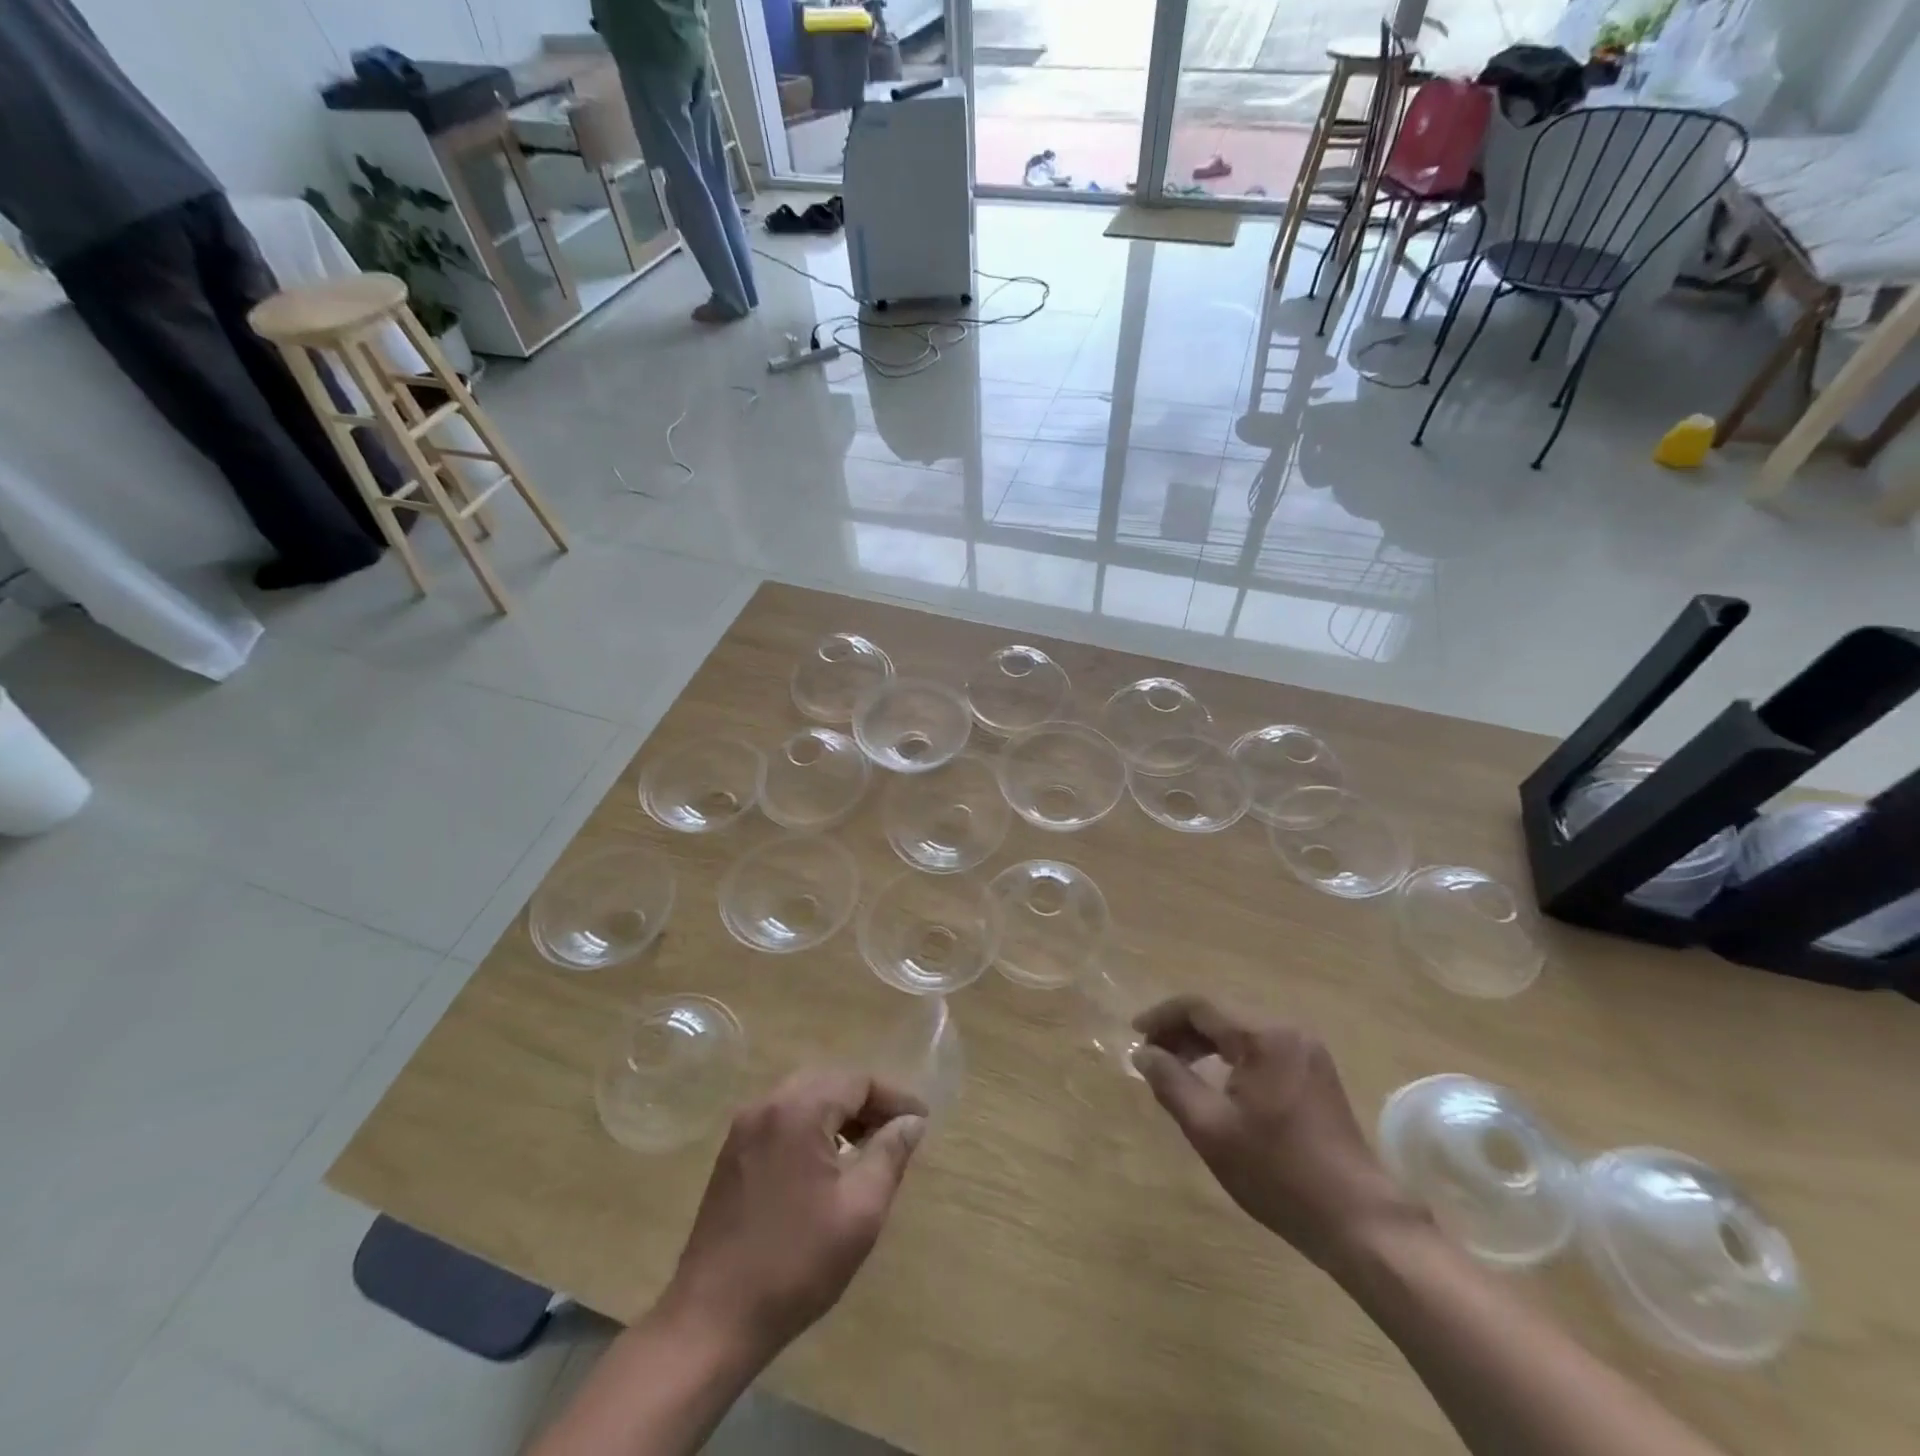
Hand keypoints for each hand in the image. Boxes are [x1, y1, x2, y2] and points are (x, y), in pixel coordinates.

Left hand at [664, 1069, 927, 1358]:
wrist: (711, 1320)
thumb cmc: (795, 1264)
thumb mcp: (860, 1210)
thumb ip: (890, 1155)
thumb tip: (911, 1122)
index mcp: (798, 1110)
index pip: (857, 1081)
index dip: (894, 1098)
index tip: (921, 1122)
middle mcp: (767, 1105)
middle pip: (829, 1082)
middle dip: (866, 1102)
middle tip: (897, 1130)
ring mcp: (744, 1128)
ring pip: (804, 1098)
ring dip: (839, 1113)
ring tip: (868, 1145)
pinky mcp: (732, 1154)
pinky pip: (781, 1119)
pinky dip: (811, 1126)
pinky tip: (827, 1161)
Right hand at [1131, 996, 1416, 1270]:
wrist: (1359, 1222)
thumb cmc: (1278, 1173)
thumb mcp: (1211, 1129)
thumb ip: (1170, 1082)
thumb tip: (1142, 1052)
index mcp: (1264, 1037)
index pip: (1200, 1006)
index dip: (1162, 1017)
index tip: (1134, 1035)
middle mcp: (1288, 1031)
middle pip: (1221, 1015)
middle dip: (1182, 1031)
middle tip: (1152, 1056)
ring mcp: (1307, 1051)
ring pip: (1241, 1031)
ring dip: (1205, 1043)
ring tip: (1177, 1068)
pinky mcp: (1316, 1073)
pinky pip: (1261, 1048)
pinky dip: (1231, 1056)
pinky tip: (1216, 1081)